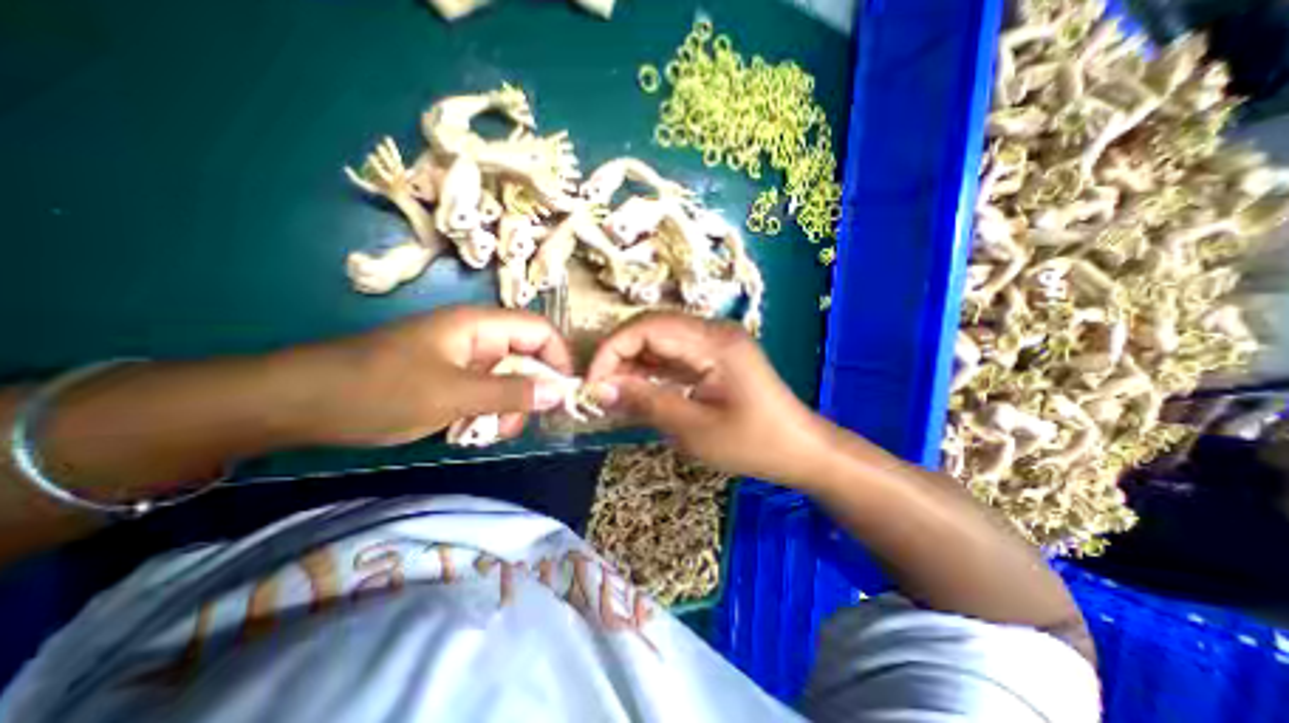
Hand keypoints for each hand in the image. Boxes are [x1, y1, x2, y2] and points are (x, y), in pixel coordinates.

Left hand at [298, 305, 573, 446]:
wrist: (298, 404)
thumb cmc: (378, 390)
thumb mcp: (453, 394)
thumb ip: (512, 392)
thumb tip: (561, 392)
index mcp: (480, 325)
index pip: (540, 332)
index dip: (558, 359)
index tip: (563, 396)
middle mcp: (478, 338)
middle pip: (528, 359)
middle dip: (528, 393)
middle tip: (510, 425)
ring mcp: (464, 360)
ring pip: (509, 381)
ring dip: (506, 409)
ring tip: (482, 433)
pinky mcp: (451, 379)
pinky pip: (487, 394)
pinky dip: (485, 414)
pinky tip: (465, 431)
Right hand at [587, 313, 829, 482]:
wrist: (801, 450)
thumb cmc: (754, 444)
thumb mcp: (694, 429)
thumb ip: (646, 402)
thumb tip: (600, 389)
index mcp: (713, 342)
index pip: (647, 327)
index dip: (612, 350)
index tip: (591, 383)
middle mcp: (713, 332)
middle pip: (651, 328)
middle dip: (619, 356)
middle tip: (599, 390)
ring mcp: (715, 343)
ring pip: (660, 341)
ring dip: (633, 364)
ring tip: (612, 394)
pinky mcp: (715, 358)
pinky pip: (674, 356)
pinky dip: (652, 372)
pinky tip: (636, 391)